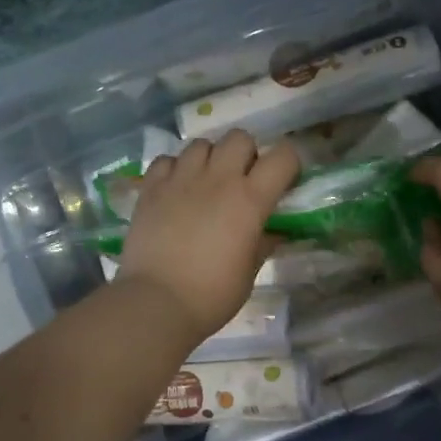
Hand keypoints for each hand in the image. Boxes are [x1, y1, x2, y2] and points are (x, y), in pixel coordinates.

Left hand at [116, 131, 301, 341]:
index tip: (284, 182)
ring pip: (201, 144)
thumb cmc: (212, 295)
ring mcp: (181, 179)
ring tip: (205, 183)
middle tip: (241, 181)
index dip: (288, 164)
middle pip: (240, 138)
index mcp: (250, 200)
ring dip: (210, 159)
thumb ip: (262, 243)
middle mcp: (218, 179)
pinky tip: (175, 190)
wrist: (156, 302)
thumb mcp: (248, 272)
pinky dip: (175, 169)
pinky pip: (167, 160)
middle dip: (246, 154)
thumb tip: (273, 232)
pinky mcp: (151, 188)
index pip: (283, 156)